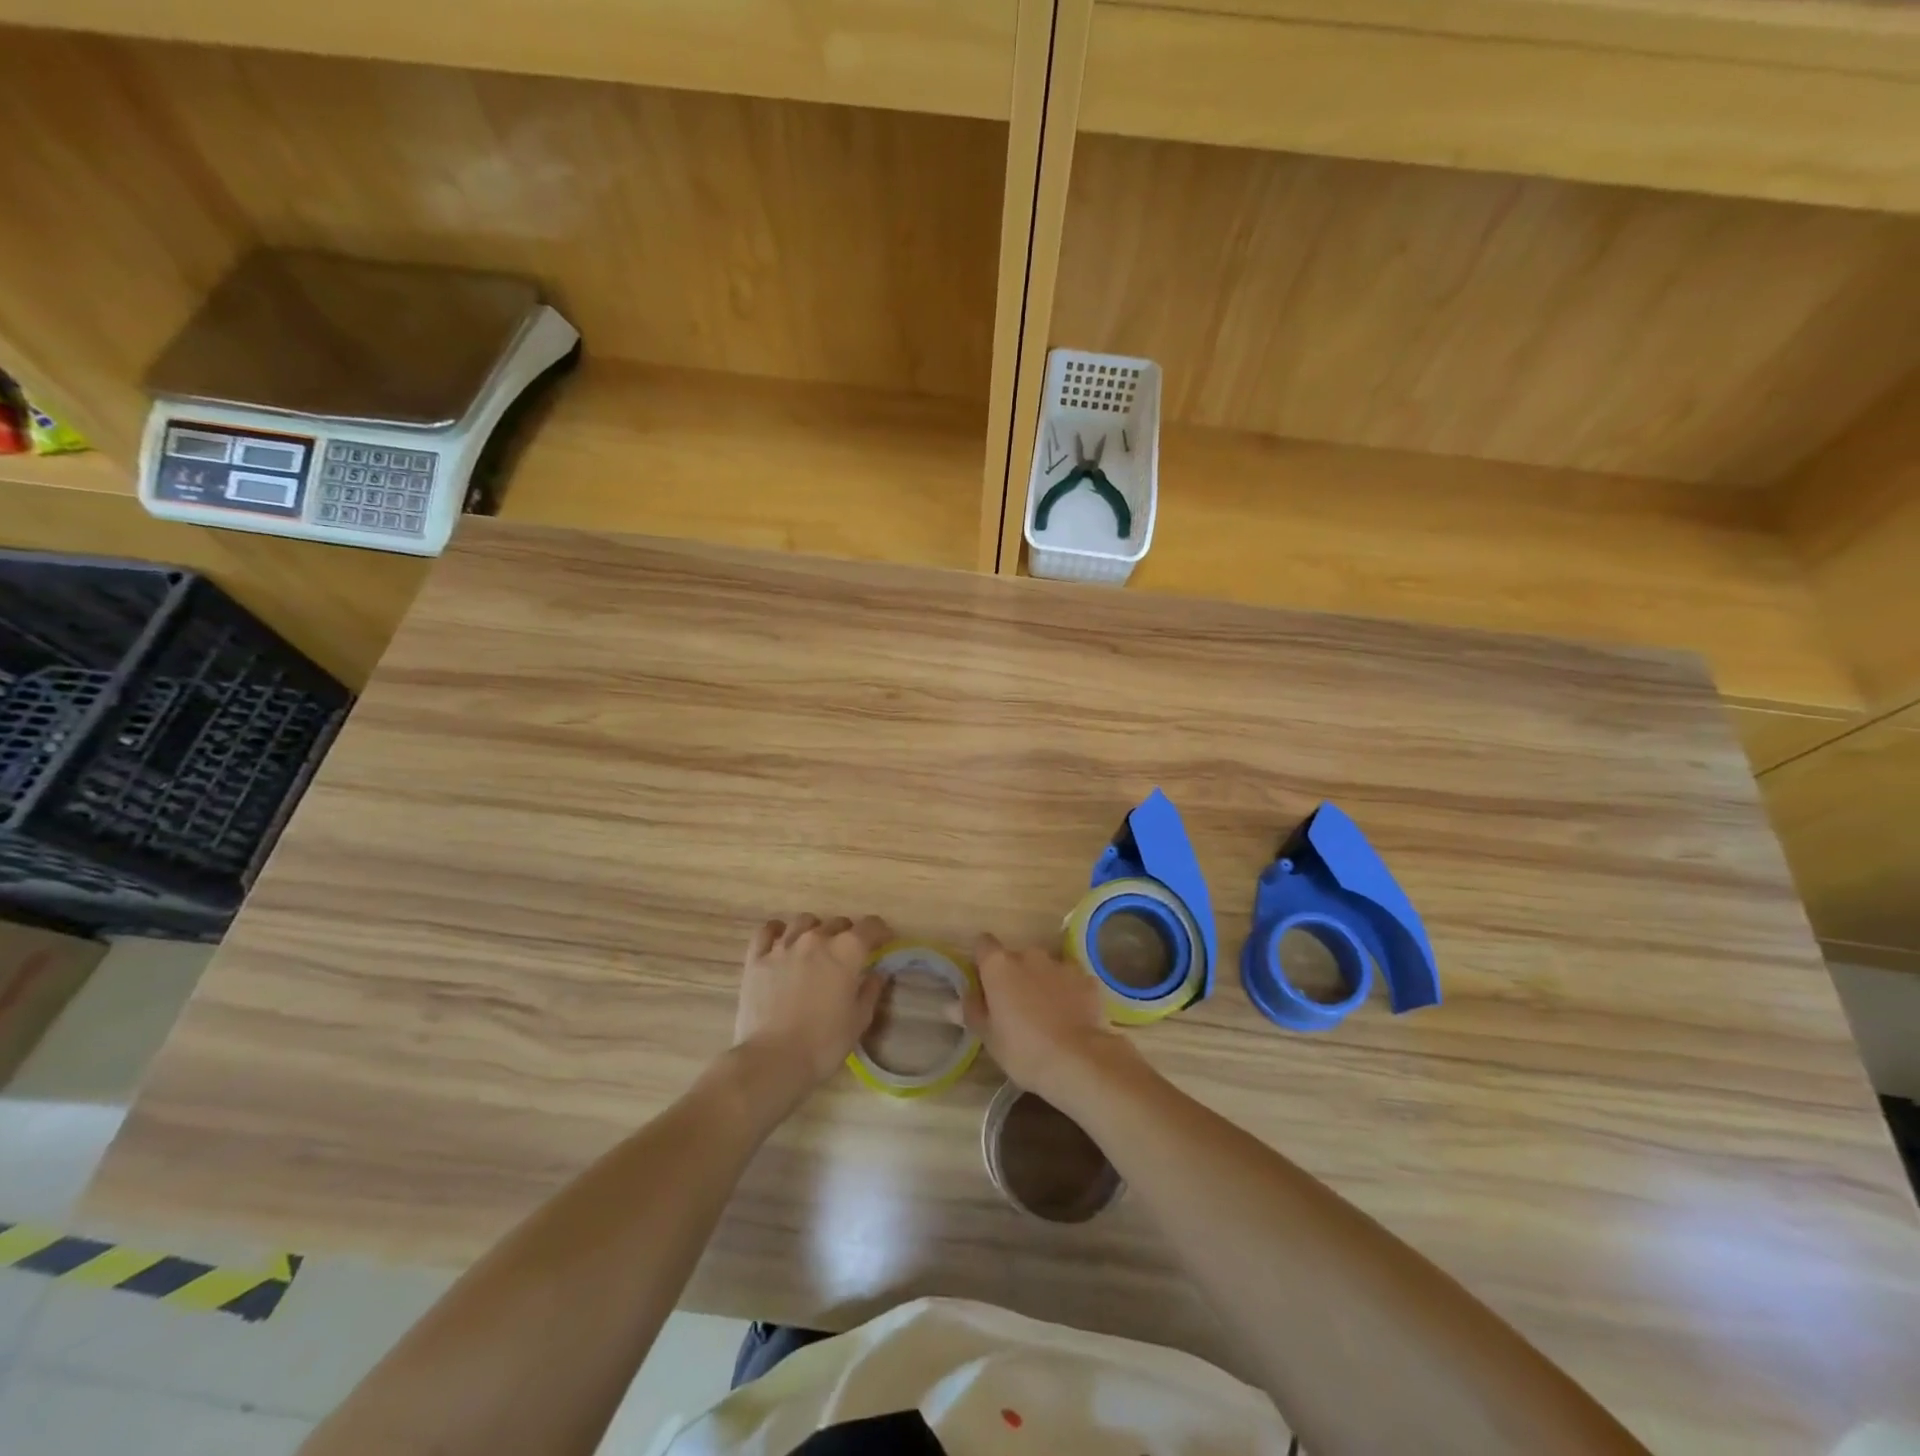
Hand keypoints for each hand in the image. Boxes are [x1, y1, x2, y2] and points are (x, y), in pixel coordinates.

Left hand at [733, 914, 889, 1099]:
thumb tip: (878, 973)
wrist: (774, 1060)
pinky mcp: (757, 958)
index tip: (884, 941)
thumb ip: (871, 990)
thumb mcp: (859, 1020)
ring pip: (803, 921)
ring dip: (815, 929)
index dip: (880, 931)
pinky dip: (777, 930)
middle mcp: (816, 939)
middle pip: (837, 923)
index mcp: (846, 951)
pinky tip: (781, 939)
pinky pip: (767, 931)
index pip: (870, 926)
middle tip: (849, 953)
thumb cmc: (824, 1043)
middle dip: (848, 933)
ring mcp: (783, 946)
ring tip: (816, 945)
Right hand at [953, 934, 1142, 1108]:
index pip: (983, 944)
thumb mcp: (988, 1037)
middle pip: (1015, 957)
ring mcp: (1061, 964)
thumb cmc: (1022, 1049)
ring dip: (1041, 982)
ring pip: (1044, 968)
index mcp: (999, 965)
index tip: (983, 981)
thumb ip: (972, 1013)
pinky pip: (1070, 981)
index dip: (982, 960)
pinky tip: (1070, 1017)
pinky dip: (1068, 992)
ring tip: (1046, 1014)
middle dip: (1014, 975)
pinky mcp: (1087, 979)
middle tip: (1014, 1006)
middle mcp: (1030, 955)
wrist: (1076, 1060)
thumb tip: (952, 1003)